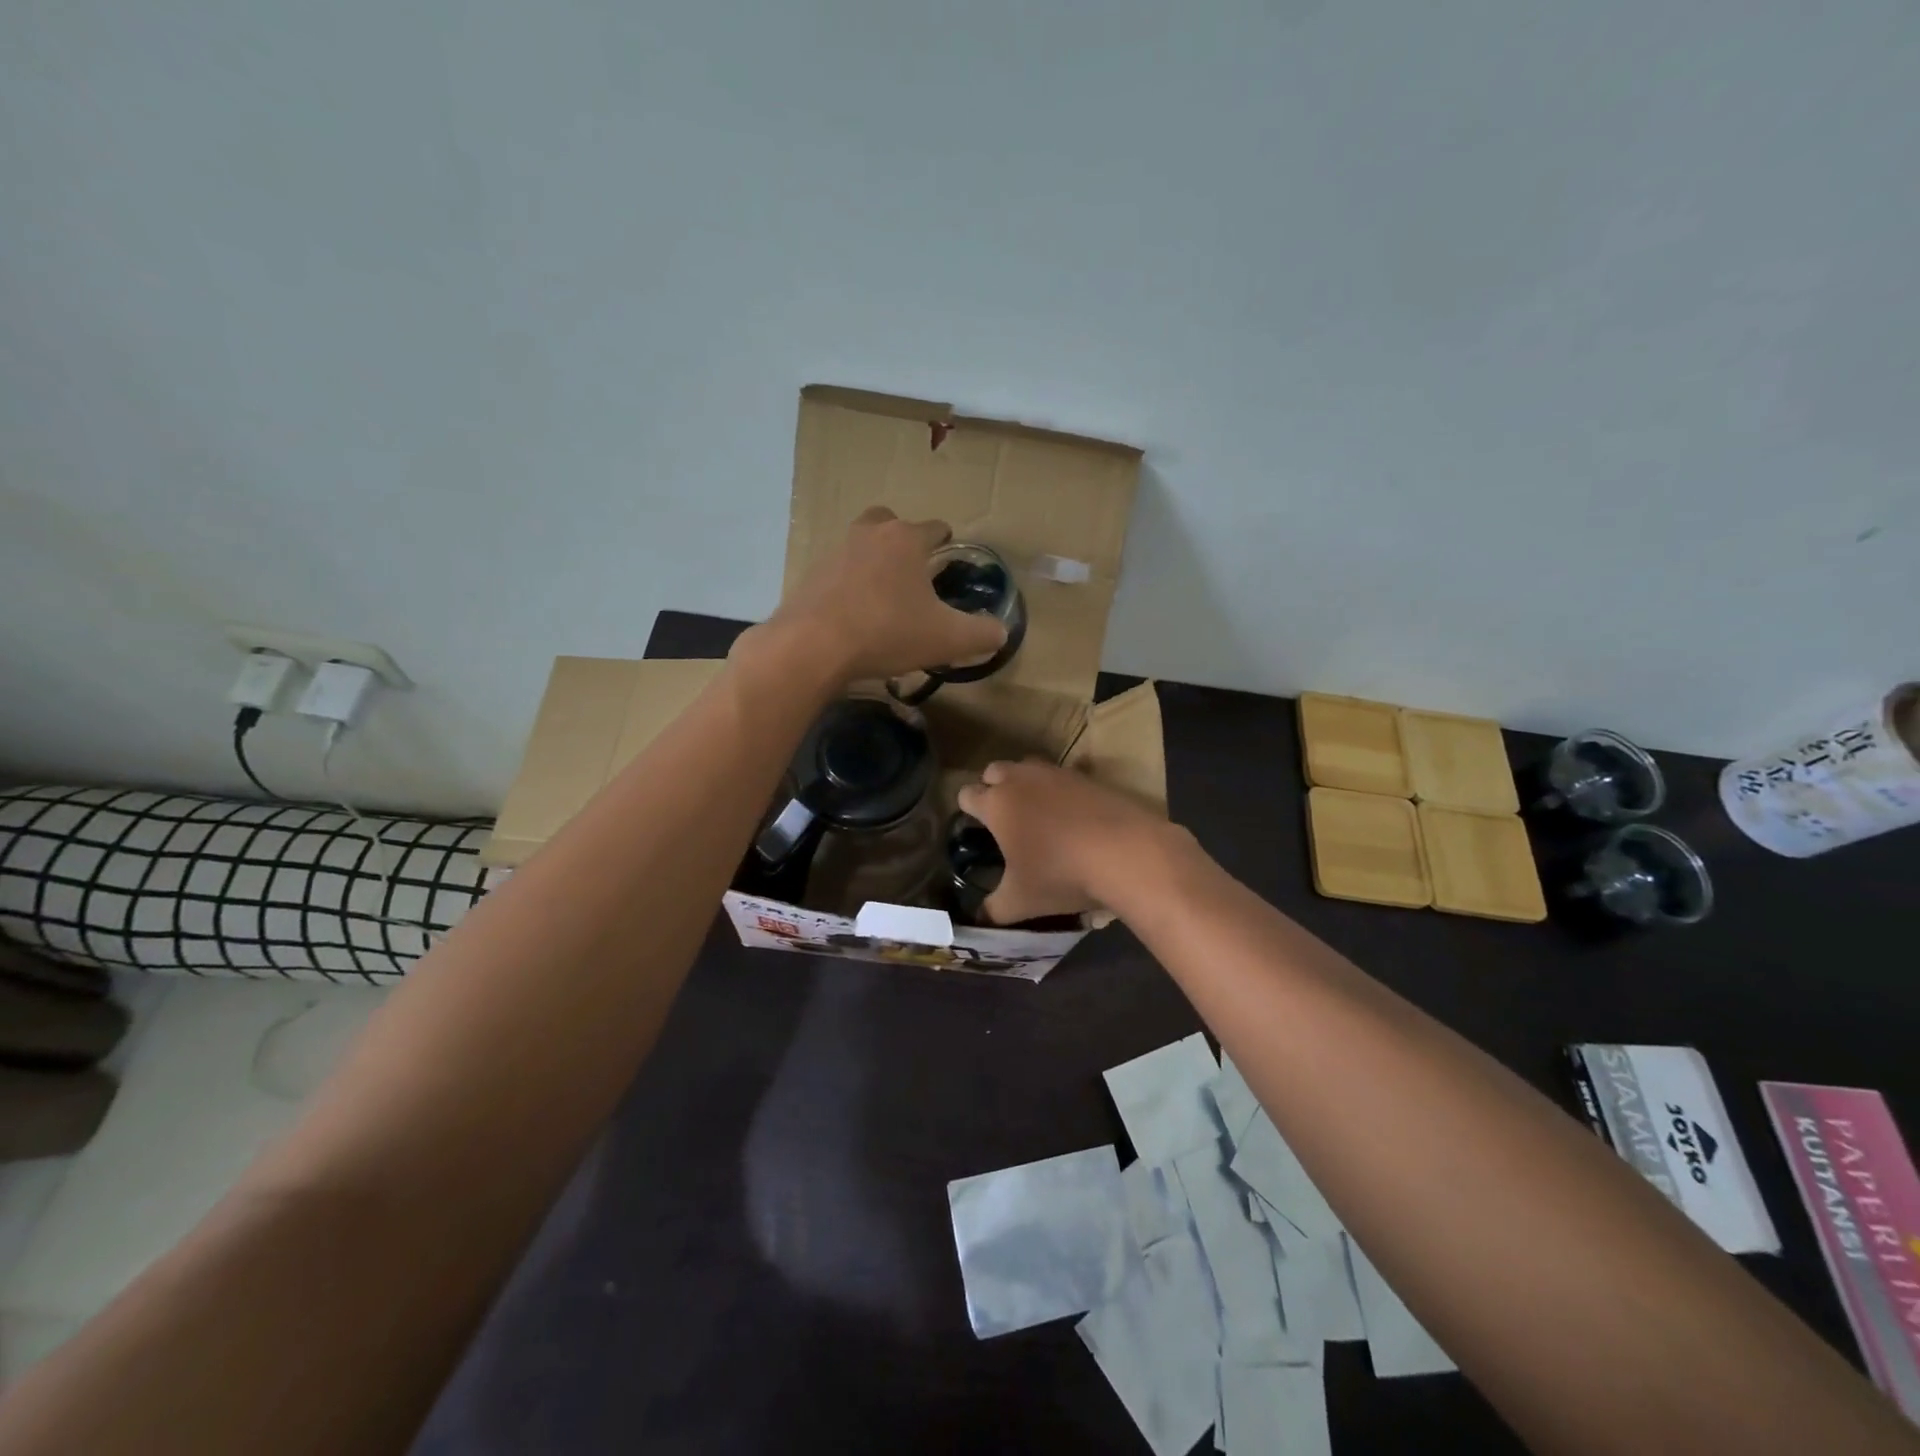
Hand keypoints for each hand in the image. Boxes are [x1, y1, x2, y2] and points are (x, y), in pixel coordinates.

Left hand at [755, 508, 1007, 683]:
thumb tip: (1001, 632)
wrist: (813, 646)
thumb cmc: (887, 632)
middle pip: (890, 524)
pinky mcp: (810, 577)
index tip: (950, 557)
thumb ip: (981, 633)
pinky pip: (838, 574)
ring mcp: (834, 552)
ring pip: (861, 547)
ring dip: (874, 563)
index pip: (935, 528)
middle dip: (904, 541)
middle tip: (914, 571)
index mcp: (906, 539)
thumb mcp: (948, 639)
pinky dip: (849, 587)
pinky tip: (856, 615)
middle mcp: (869, 534)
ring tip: (885, 596)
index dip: (947, 541)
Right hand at [956, 758, 1179, 925]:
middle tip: (1004, 818)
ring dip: (1025, 783)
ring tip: (1037, 813)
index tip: (975, 828)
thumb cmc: (1060, 874)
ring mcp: (1056, 773)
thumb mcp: (1020, 902)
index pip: (966, 794)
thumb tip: (979, 917)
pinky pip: (1063, 775)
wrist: (1125, 852)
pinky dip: (1060, 790)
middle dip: (993, 787)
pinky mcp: (1087, 776)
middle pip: (994, 770)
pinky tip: (1072, 814)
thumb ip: (993, 909)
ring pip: (1028, 766)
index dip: (967, 810)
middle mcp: (1021, 779)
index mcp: (996, 804)